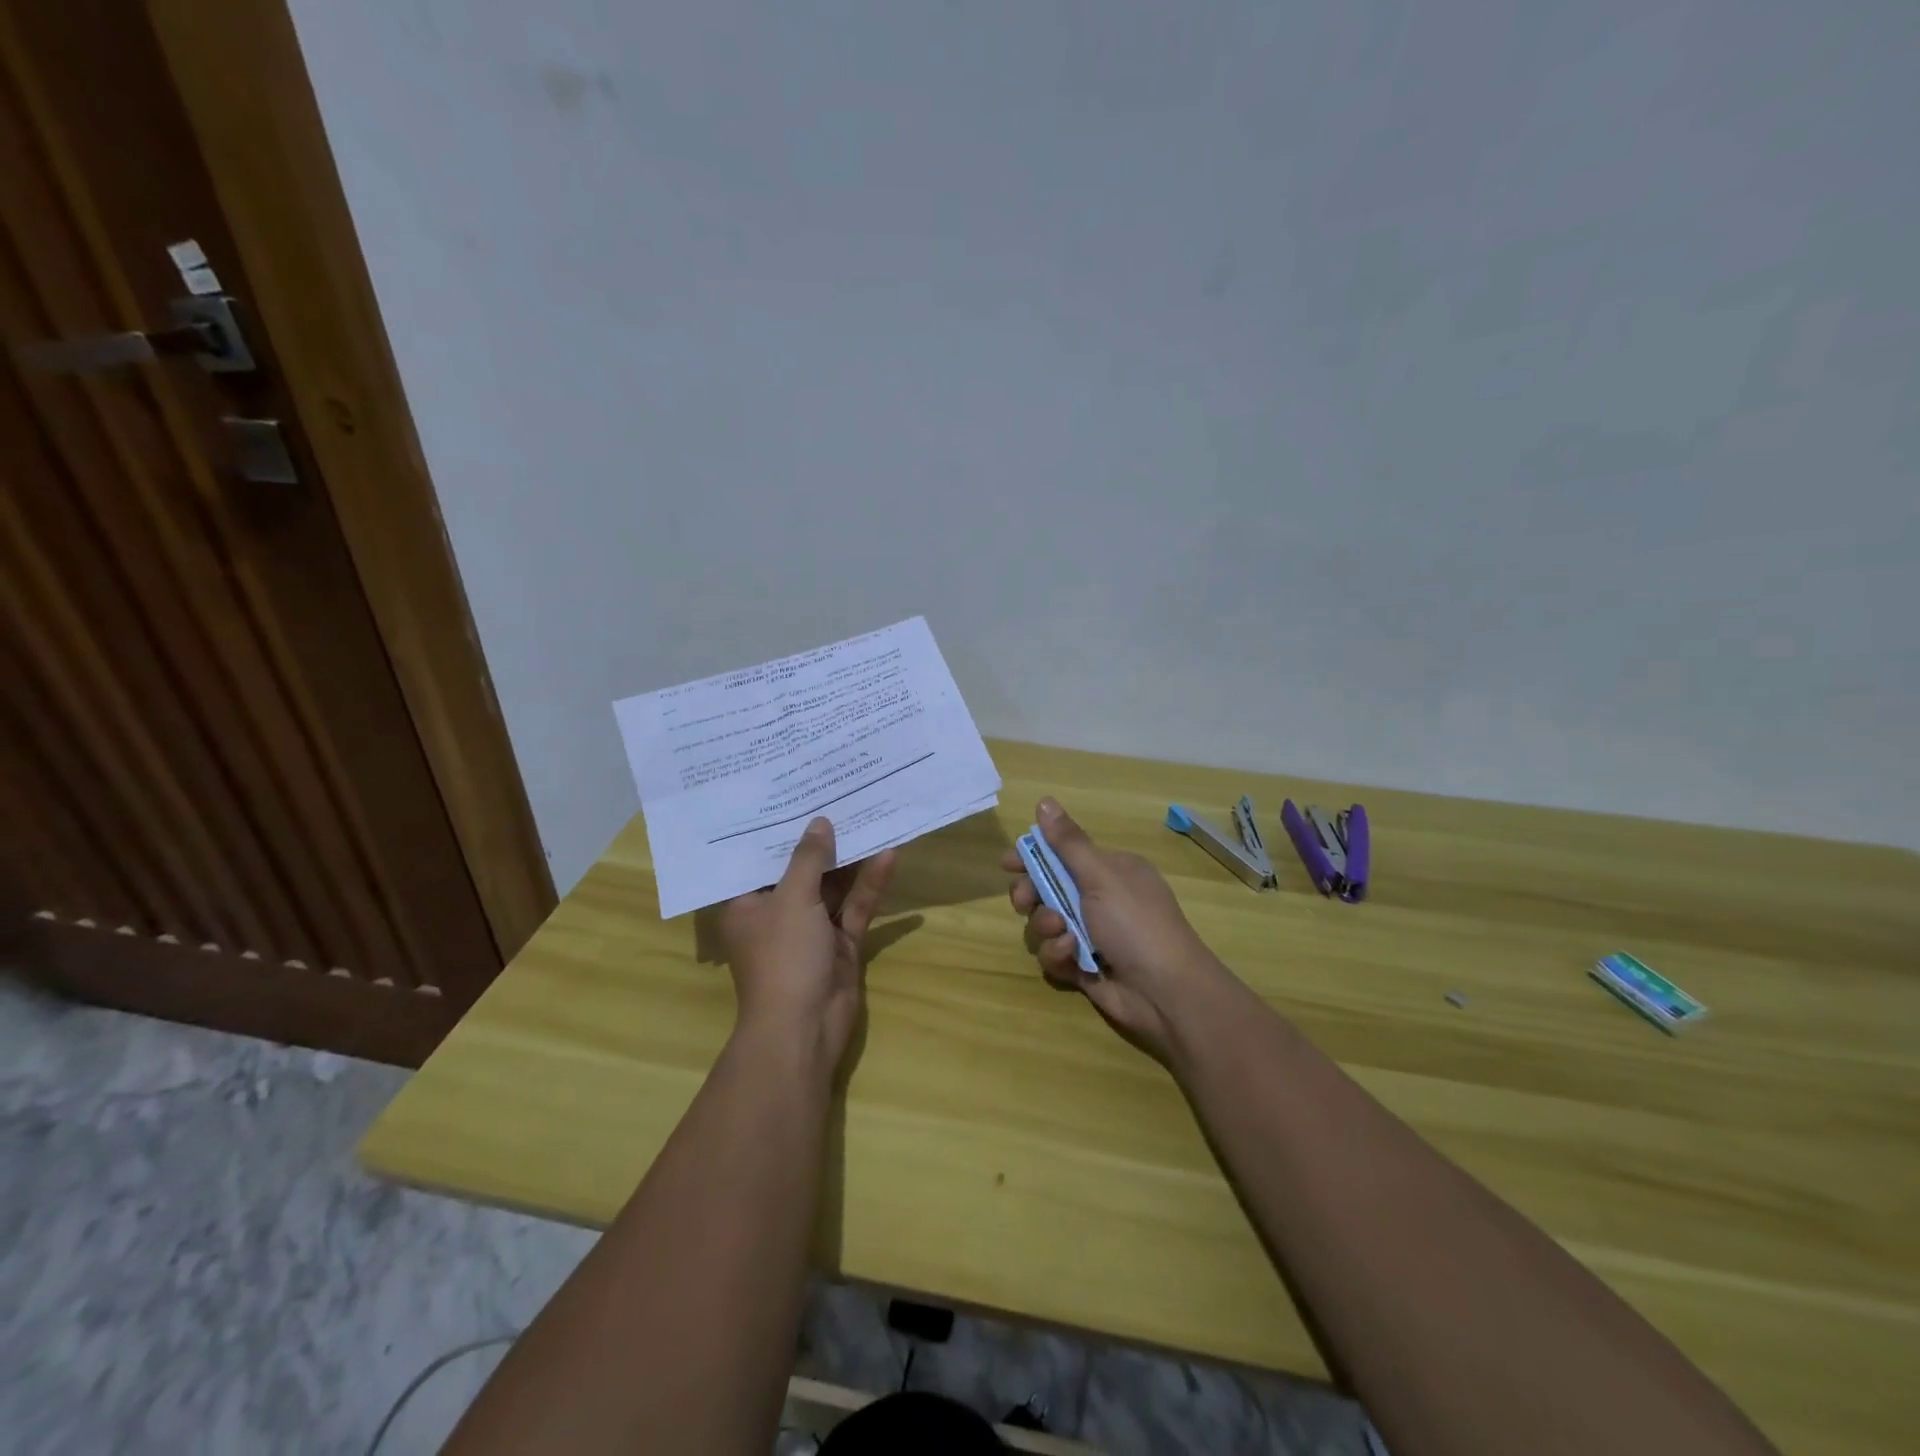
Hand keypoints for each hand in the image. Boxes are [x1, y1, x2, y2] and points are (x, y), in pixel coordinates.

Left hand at [718, 817, 896, 1075]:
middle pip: (801, 868)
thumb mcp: (792, 899)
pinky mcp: (840, 942)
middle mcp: (777, 911)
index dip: (778, 827)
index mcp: (747, 902)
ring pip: (833, 886)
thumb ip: (809, 858)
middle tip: (841, 795)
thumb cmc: (782, 957)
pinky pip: (854, 907)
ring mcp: (811, 928)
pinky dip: (870, 884)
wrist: (804, 1029)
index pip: (759, 856)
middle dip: (822, 839)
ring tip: (871, 815)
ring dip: (852, 858)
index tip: (794, 793)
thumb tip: (820, 822)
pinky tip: (889, 854)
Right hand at [1002, 798, 1226, 1063]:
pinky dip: (1059, 954)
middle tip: (1023, 900)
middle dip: (1031, 894)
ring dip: (1046, 926)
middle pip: (1047, 889)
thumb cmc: (1136, 923)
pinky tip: (1072, 957)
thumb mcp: (1101, 876)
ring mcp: (1091, 934)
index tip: (1008, 863)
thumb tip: (1044, 800)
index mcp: (1109, 871)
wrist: (1166, 992)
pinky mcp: (1083, 966)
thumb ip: (1068, 842)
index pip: (1063, 855)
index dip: (1034, 857)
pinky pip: (1054, 954)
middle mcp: (1100, 899)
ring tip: (1062, 932)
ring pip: (1045, 923)